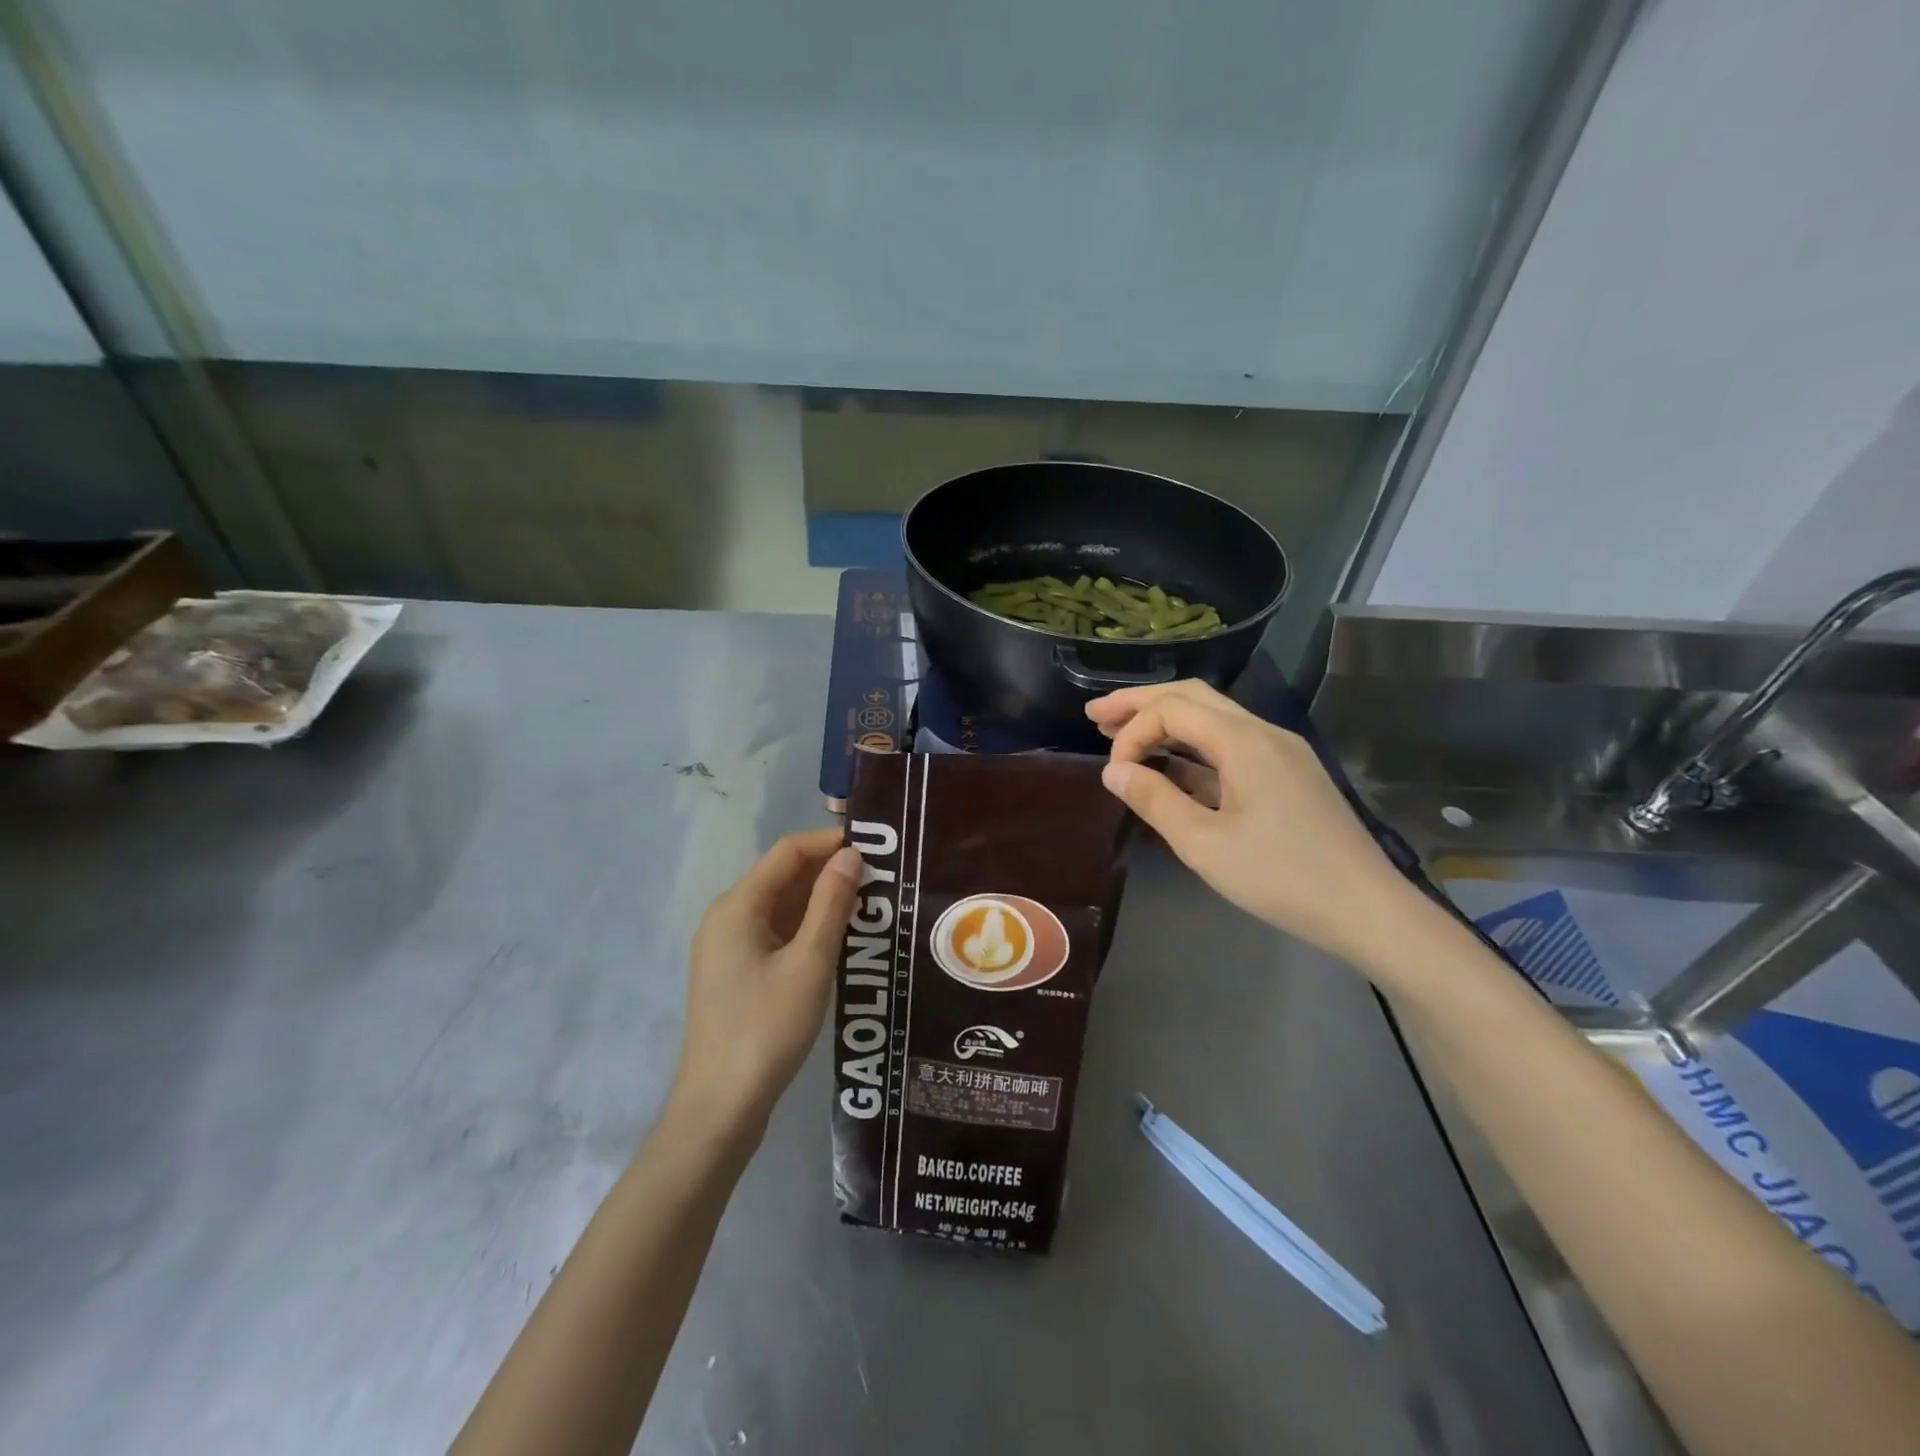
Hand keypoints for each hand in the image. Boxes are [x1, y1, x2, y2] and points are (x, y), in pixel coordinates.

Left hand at [672, 827, 861, 1136]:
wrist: (720, 1106)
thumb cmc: (767, 1028)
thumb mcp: (810, 962)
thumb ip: (831, 904)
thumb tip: (851, 856)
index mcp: (738, 905)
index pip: (788, 852)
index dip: (829, 842)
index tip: (874, 846)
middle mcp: (726, 917)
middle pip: (781, 876)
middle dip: (828, 871)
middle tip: (880, 877)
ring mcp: (726, 947)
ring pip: (779, 907)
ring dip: (819, 901)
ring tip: (869, 903)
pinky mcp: (733, 974)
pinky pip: (773, 933)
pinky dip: (804, 927)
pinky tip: (838, 938)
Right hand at [1086, 681, 1428, 969]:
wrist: (1366, 909)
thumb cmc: (1280, 876)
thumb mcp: (1203, 843)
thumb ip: (1153, 799)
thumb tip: (1112, 770)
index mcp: (1244, 741)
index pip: (1172, 709)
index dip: (1132, 732)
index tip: (1112, 773)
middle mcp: (1264, 732)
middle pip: (1193, 697)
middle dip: (1141, 704)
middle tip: (1095, 716)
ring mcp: (1281, 752)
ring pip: (1214, 718)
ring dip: (1167, 723)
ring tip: (1122, 736)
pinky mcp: (1288, 774)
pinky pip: (1231, 745)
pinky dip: (1194, 748)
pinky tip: (1171, 768)